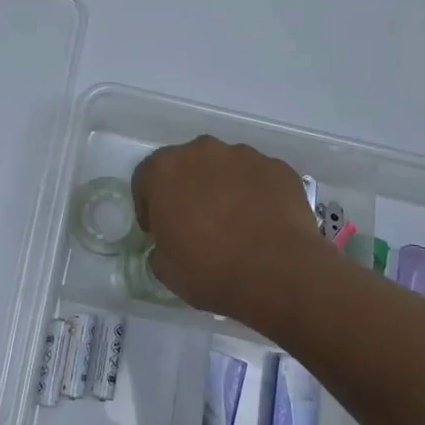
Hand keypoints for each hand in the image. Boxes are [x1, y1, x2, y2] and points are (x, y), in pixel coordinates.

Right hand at [131, 136, 322, 324]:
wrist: (279, 273)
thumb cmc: (211, 271)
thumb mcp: (166, 269)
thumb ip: (160, 246)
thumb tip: (169, 244)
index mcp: (165, 170)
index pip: (145, 177)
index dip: (148, 204)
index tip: (158, 229)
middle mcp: (202, 151)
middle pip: (187, 165)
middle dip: (187, 188)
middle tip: (196, 222)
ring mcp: (244, 155)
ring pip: (224, 168)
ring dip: (223, 187)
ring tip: (235, 222)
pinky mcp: (277, 167)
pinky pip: (258, 177)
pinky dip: (256, 193)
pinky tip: (263, 221)